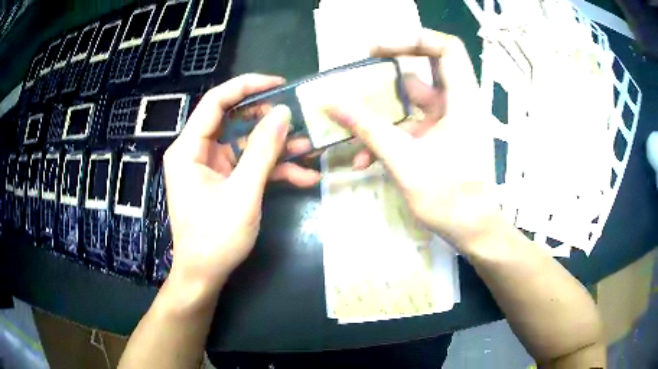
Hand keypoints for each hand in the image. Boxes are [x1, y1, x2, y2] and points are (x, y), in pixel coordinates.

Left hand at [163, 74, 321, 293]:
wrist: (205, 274)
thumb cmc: (215, 238)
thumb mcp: (243, 193)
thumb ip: (262, 151)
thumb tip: (283, 113)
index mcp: (189, 148)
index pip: (216, 102)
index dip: (247, 87)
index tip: (279, 84)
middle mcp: (197, 151)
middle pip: (233, 120)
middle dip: (267, 120)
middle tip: (297, 119)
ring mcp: (211, 166)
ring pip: (245, 144)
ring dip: (276, 147)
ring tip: (309, 148)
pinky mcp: (223, 180)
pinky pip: (248, 165)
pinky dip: (272, 169)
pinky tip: (302, 176)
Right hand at [327, 29, 502, 253]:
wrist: (472, 231)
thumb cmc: (450, 198)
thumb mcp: (404, 161)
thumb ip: (367, 128)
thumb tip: (331, 103)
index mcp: (462, 100)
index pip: (446, 49)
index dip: (414, 39)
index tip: (378, 49)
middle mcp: (458, 104)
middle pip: (424, 71)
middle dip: (388, 73)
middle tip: (358, 74)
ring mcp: (450, 122)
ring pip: (412, 102)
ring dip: (382, 113)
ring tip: (350, 123)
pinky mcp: (441, 138)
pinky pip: (412, 125)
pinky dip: (390, 135)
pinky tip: (365, 158)